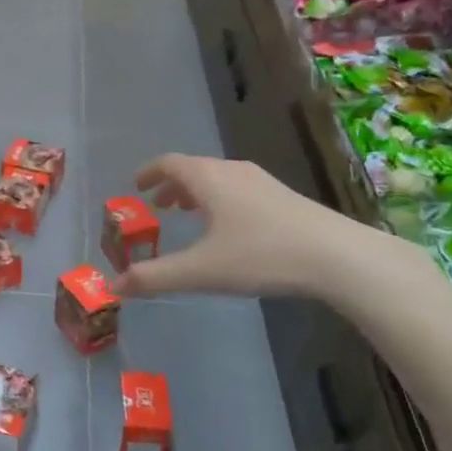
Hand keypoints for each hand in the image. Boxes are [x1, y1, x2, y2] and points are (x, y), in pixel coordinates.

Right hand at [116, 153, 385, 301]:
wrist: (337, 256)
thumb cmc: (261, 255)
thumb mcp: (201, 271)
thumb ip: (155, 277)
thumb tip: (114, 286)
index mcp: (208, 179)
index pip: (169, 163)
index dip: (149, 172)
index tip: (135, 186)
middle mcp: (232, 171)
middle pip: (194, 169)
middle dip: (171, 186)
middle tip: (157, 206)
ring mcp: (261, 182)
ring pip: (218, 179)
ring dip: (197, 193)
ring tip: (188, 215)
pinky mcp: (283, 197)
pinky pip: (238, 189)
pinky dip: (220, 200)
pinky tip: (229, 228)